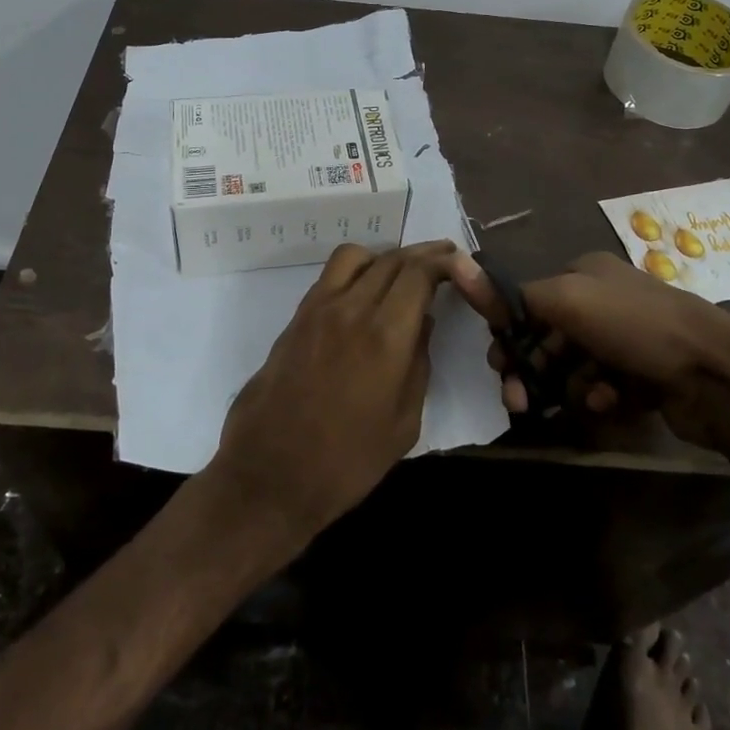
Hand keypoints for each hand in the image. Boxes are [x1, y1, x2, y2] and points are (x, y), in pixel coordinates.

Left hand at [209, 240, 457, 544]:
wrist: (271, 475)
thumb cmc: (347, 462)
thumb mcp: (404, 424)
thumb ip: (418, 365)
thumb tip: (423, 324)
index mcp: (386, 335)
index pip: (419, 272)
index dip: (443, 261)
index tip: (459, 264)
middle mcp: (352, 308)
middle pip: (391, 259)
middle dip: (422, 255)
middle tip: (442, 261)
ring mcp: (318, 309)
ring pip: (355, 257)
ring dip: (383, 257)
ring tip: (399, 277)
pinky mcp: (296, 319)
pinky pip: (329, 277)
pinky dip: (354, 272)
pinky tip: (363, 296)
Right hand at [446, 251, 729, 447]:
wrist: (717, 374)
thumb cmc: (636, 327)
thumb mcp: (569, 299)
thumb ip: (519, 297)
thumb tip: (474, 283)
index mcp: (586, 273)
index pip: (532, 299)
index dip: (511, 330)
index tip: (498, 363)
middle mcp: (605, 300)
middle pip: (550, 336)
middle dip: (533, 367)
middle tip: (517, 399)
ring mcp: (628, 338)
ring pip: (575, 366)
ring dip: (567, 386)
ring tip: (578, 401)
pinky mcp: (645, 375)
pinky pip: (605, 387)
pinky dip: (600, 396)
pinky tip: (608, 403)